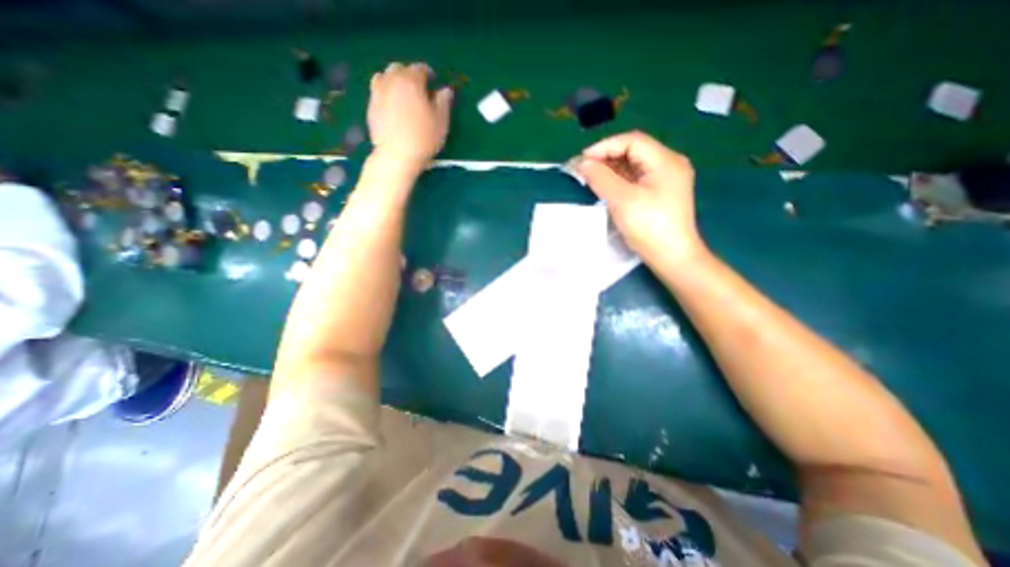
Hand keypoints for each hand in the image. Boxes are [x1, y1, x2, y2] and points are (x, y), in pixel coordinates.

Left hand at [368, 62, 454, 168]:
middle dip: (410, 75)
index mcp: (411, 81)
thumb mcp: (441, 122)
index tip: (434, 83)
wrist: (397, 155)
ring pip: (385, 76)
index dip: (429, 74)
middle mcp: (392, 80)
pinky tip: (392, 105)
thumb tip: (445, 90)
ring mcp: (378, 92)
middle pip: (400, 68)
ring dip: (395, 81)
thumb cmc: (423, 138)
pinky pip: (377, 91)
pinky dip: (385, 93)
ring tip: (402, 95)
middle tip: (418, 90)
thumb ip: (443, 102)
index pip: (421, 68)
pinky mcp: (371, 106)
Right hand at [572, 131, 703, 264]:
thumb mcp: (622, 200)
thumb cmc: (649, 227)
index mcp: (665, 161)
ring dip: (611, 169)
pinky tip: (605, 187)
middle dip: (606, 157)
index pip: (632, 141)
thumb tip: (582, 163)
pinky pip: (636, 179)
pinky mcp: (660, 193)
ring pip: (634, 165)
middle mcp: (669, 164)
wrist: (672, 257)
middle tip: (583, 170)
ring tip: (590, 178)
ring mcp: (666, 179)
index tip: (582, 160)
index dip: (604, 147)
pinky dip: (619, 180)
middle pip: (633, 151)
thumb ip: (601, 178)